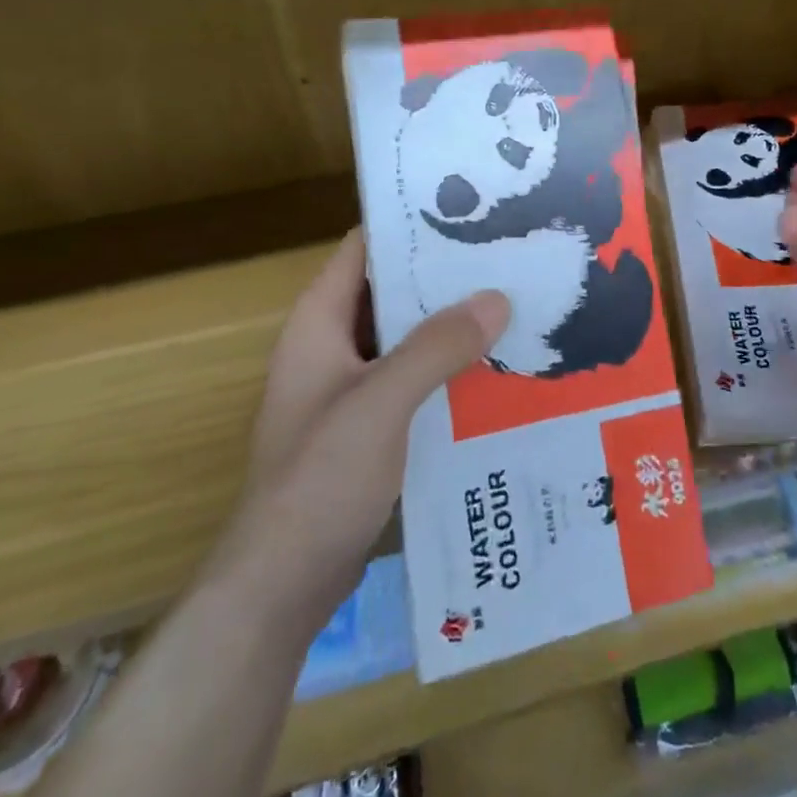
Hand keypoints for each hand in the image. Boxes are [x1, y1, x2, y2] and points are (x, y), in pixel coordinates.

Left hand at [209, 229, 508, 628]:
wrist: (282, 585)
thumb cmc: (319, 480)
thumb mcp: (381, 404)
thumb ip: (437, 347)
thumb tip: (497, 298)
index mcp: (319, 323)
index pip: (364, 249)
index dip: (410, 225)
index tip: (470, 211)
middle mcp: (331, 346)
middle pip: (391, 292)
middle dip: (445, 277)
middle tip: (509, 258)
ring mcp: (349, 388)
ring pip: (406, 337)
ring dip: (451, 325)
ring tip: (514, 305)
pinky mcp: (367, 426)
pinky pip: (413, 378)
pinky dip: (447, 368)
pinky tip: (495, 369)